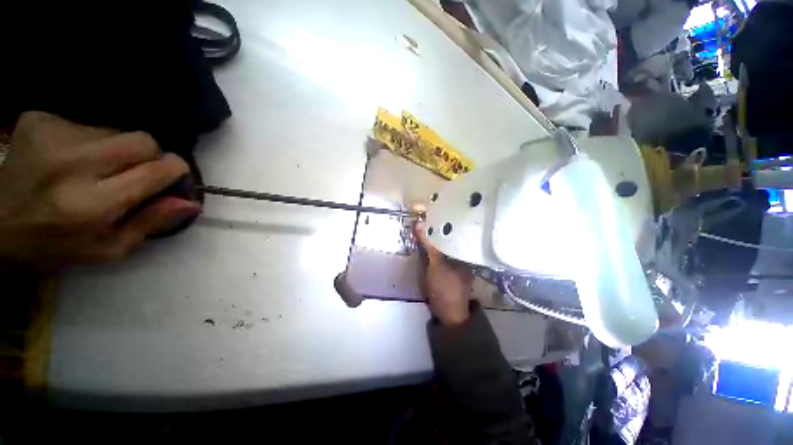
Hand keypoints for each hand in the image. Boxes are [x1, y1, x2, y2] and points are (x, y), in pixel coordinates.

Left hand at [0, 111, 200, 267]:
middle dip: (149, 155)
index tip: (174, 174)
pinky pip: (87, 123)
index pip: (155, 170)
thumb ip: (151, 223)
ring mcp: (52, 136)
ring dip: (116, 149)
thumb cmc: (54, 245)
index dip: (174, 169)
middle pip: (141, 140)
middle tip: (134, 172)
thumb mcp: (107, 249)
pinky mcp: (38, 119)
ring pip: (116, 130)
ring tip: (94, 168)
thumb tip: (190, 202)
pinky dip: (90, 140)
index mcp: (91, 205)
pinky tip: (71, 158)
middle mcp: (72, 165)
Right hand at [414, 220, 472, 325]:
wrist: (447, 313)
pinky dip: (431, 244)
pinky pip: (438, 251)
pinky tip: (424, 239)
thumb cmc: (446, 287)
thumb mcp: (436, 264)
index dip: (444, 220)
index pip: (456, 229)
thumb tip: (419, 223)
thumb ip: (428, 245)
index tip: (433, 210)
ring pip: (443, 243)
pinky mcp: (446, 266)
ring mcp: (454, 260)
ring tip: (423, 223)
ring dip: (433, 235)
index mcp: (465, 251)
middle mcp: (462, 253)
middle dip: (436, 227)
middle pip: (448, 235)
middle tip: (424, 215)